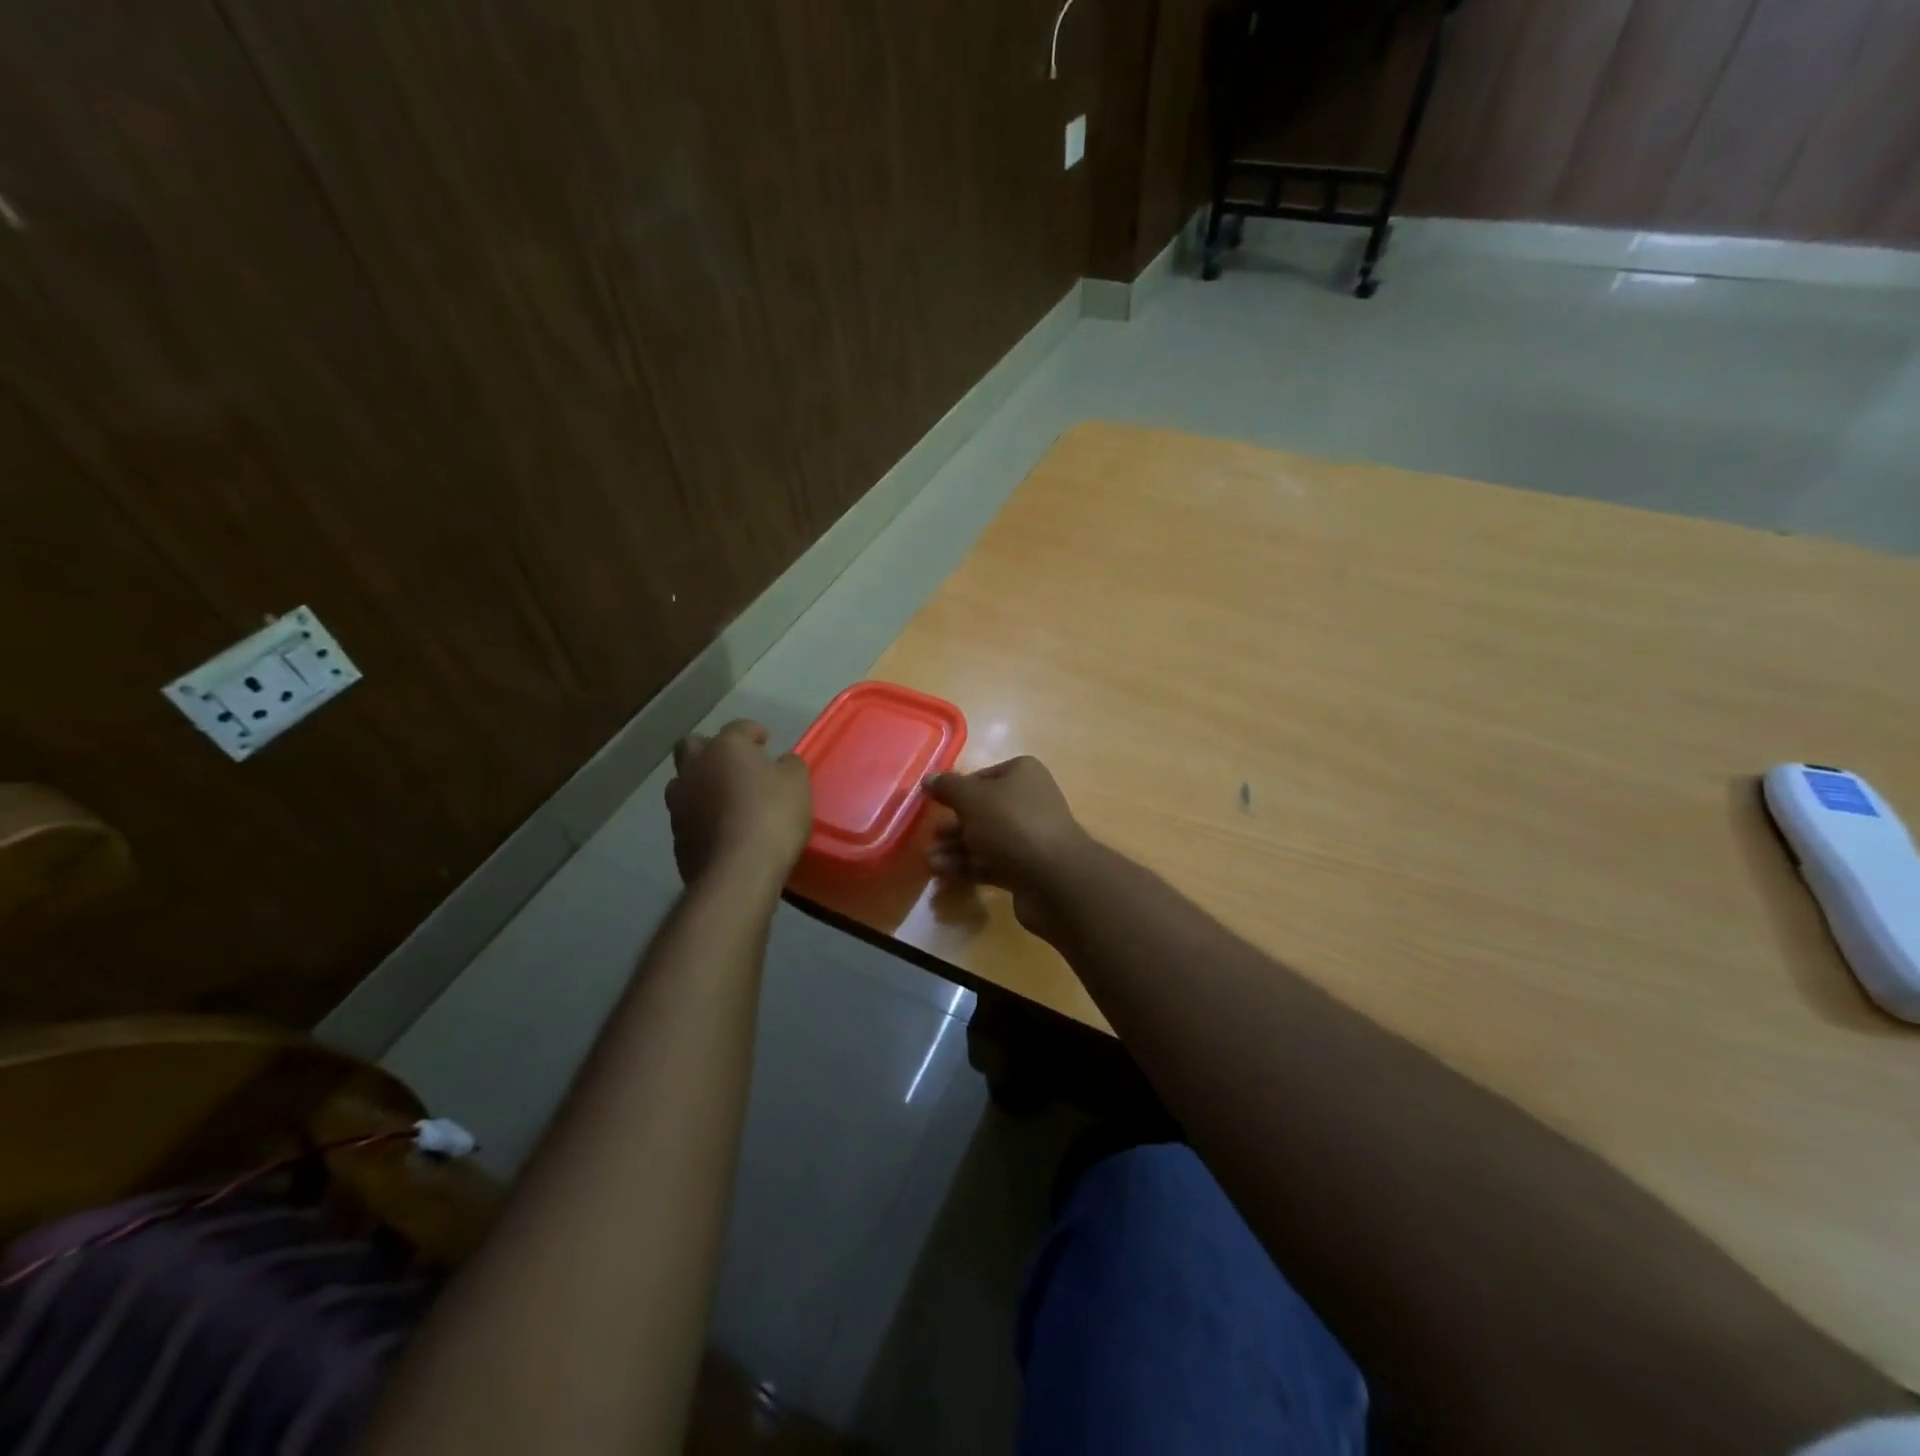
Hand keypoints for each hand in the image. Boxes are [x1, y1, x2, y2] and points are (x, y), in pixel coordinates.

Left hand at [665, 720, 811, 885]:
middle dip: (711, 751)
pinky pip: (688, 817)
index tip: (765, 742)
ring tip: (726, 800)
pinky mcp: (676, 837)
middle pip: (692, 746)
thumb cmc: (772, 815)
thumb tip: (781, 762)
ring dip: (701, 785)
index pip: (738, 727)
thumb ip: (789, 766)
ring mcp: (679, 804)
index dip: (753, 732)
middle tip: (735, 765)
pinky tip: (722, 830)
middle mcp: (694, 769)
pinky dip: (702, 818)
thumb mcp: (797, 783)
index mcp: (725, 748)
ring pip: (684, 783)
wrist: (738, 872)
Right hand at [922, 757, 1094, 937]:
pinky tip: (942, 872)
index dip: (956, 791)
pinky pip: (990, 863)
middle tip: (930, 836)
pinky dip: (966, 866)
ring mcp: (1028, 837)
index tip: (933, 804)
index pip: (981, 778)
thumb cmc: (1011, 824)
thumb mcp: (972, 798)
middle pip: (981, 811)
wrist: (1054, 878)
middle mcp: (1028, 801)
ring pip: (984, 839)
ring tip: (930, 860)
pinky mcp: (1025, 868)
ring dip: (955, 848)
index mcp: (1022, 774)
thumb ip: (948, 788)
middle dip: (953, 825)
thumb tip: (928, 779)